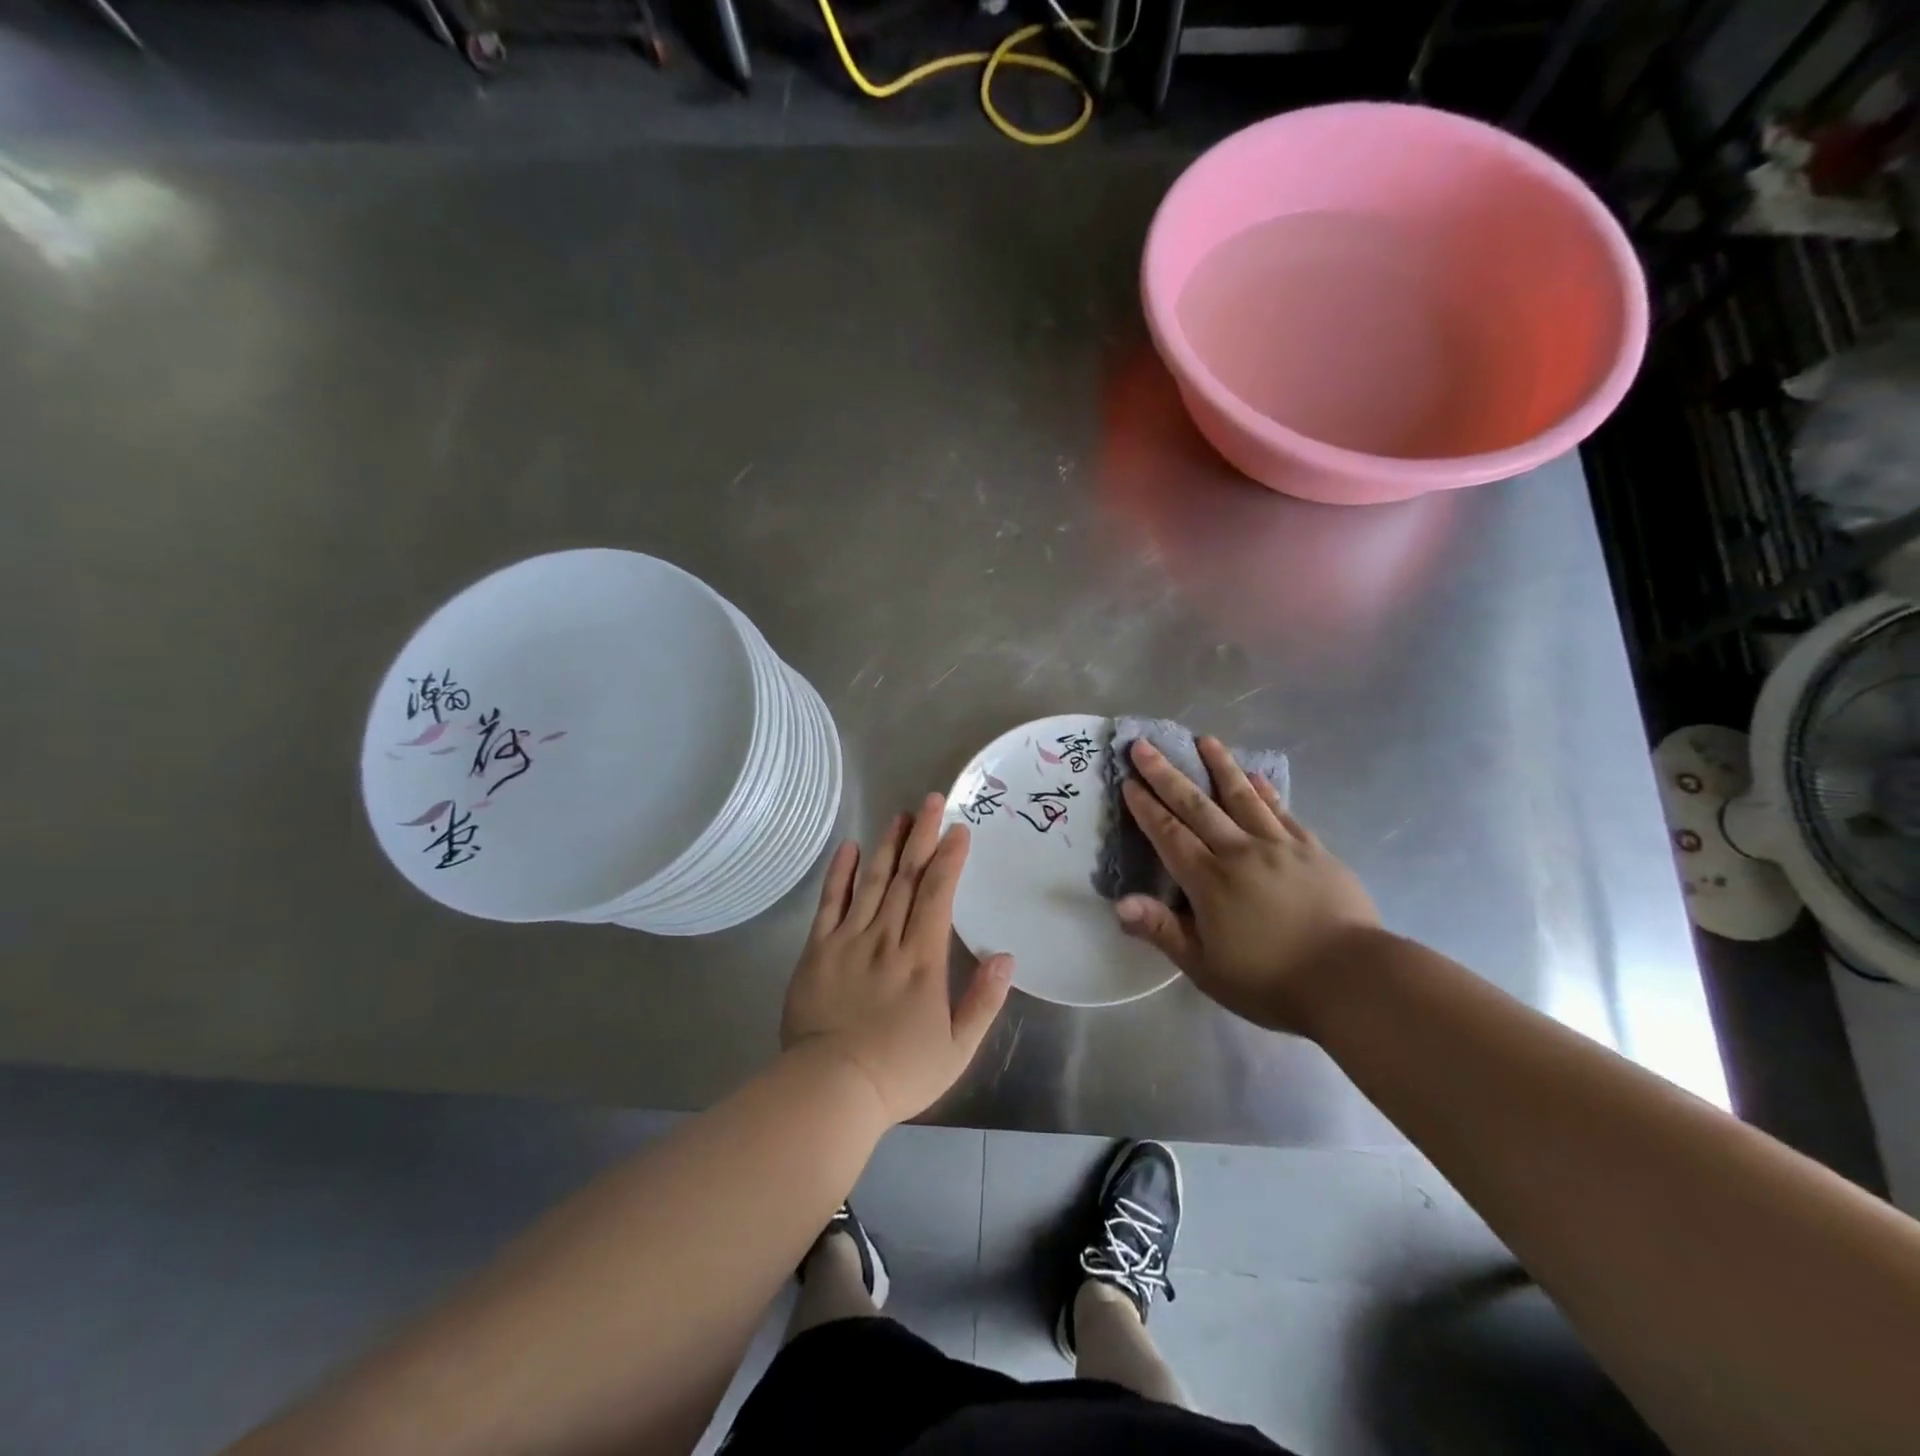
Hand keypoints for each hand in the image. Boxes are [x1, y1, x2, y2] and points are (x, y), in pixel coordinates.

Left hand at [781, 794, 1013, 1123]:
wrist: (830, 1090)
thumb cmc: (899, 1073)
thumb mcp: (957, 1048)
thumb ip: (984, 1000)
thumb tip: (1006, 956)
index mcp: (922, 960)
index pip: (937, 895)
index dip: (949, 859)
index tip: (959, 829)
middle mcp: (886, 939)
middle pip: (905, 878)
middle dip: (922, 837)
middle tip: (931, 801)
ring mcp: (848, 941)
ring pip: (870, 882)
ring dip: (886, 845)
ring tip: (900, 816)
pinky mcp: (817, 950)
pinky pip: (829, 903)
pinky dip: (839, 874)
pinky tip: (847, 848)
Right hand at [1115, 737, 1380, 1032]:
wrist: (1353, 979)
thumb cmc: (1271, 980)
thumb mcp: (1205, 967)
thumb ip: (1162, 930)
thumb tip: (1119, 903)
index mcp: (1208, 880)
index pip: (1168, 834)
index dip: (1145, 807)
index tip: (1128, 780)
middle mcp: (1239, 851)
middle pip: (1196, 805)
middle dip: (1166, 774)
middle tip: (1145, 745)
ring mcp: (1279, 846)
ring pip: (1242, 797)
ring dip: (1220, 766)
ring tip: (1204, 739)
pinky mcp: (1313, 851)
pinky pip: (1282, 812)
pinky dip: (1266, 792)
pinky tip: (1257, 776)